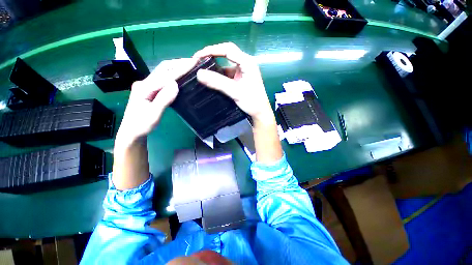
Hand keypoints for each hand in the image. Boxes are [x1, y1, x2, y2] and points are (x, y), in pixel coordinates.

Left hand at [117, 58, 196, 141]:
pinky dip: (174, 75)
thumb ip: (163, 99)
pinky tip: (181, 77)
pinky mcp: (150, 90)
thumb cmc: (141, 126)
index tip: (193, 62)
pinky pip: (164, 80)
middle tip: (193, 61)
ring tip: (189, 67)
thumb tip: (175, 84)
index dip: (180, 68)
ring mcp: (147, 86)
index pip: (165, 75)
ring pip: (163, 73)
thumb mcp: (153, 115)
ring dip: (176, 68)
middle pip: (163, 69)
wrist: (131, 132)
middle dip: (178, 63)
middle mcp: (144, 83)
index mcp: (144, 88)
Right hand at [194, 42, 273, 122]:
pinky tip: (212, 78)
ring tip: (202, 70)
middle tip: (199, 61)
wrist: (260, 113)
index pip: (227, 49)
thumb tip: (198, 74)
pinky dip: (219, 75)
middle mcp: (245, 63)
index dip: (211, 50)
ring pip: (226, 64)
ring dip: (215, 66)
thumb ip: (218, 82)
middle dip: (212, 55)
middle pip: (227, 53)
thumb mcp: (235, 92)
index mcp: (247, 62)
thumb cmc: (252, 102)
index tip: (198, 56)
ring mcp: (243, 71)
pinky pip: (228, 73)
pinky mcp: (240, 78)